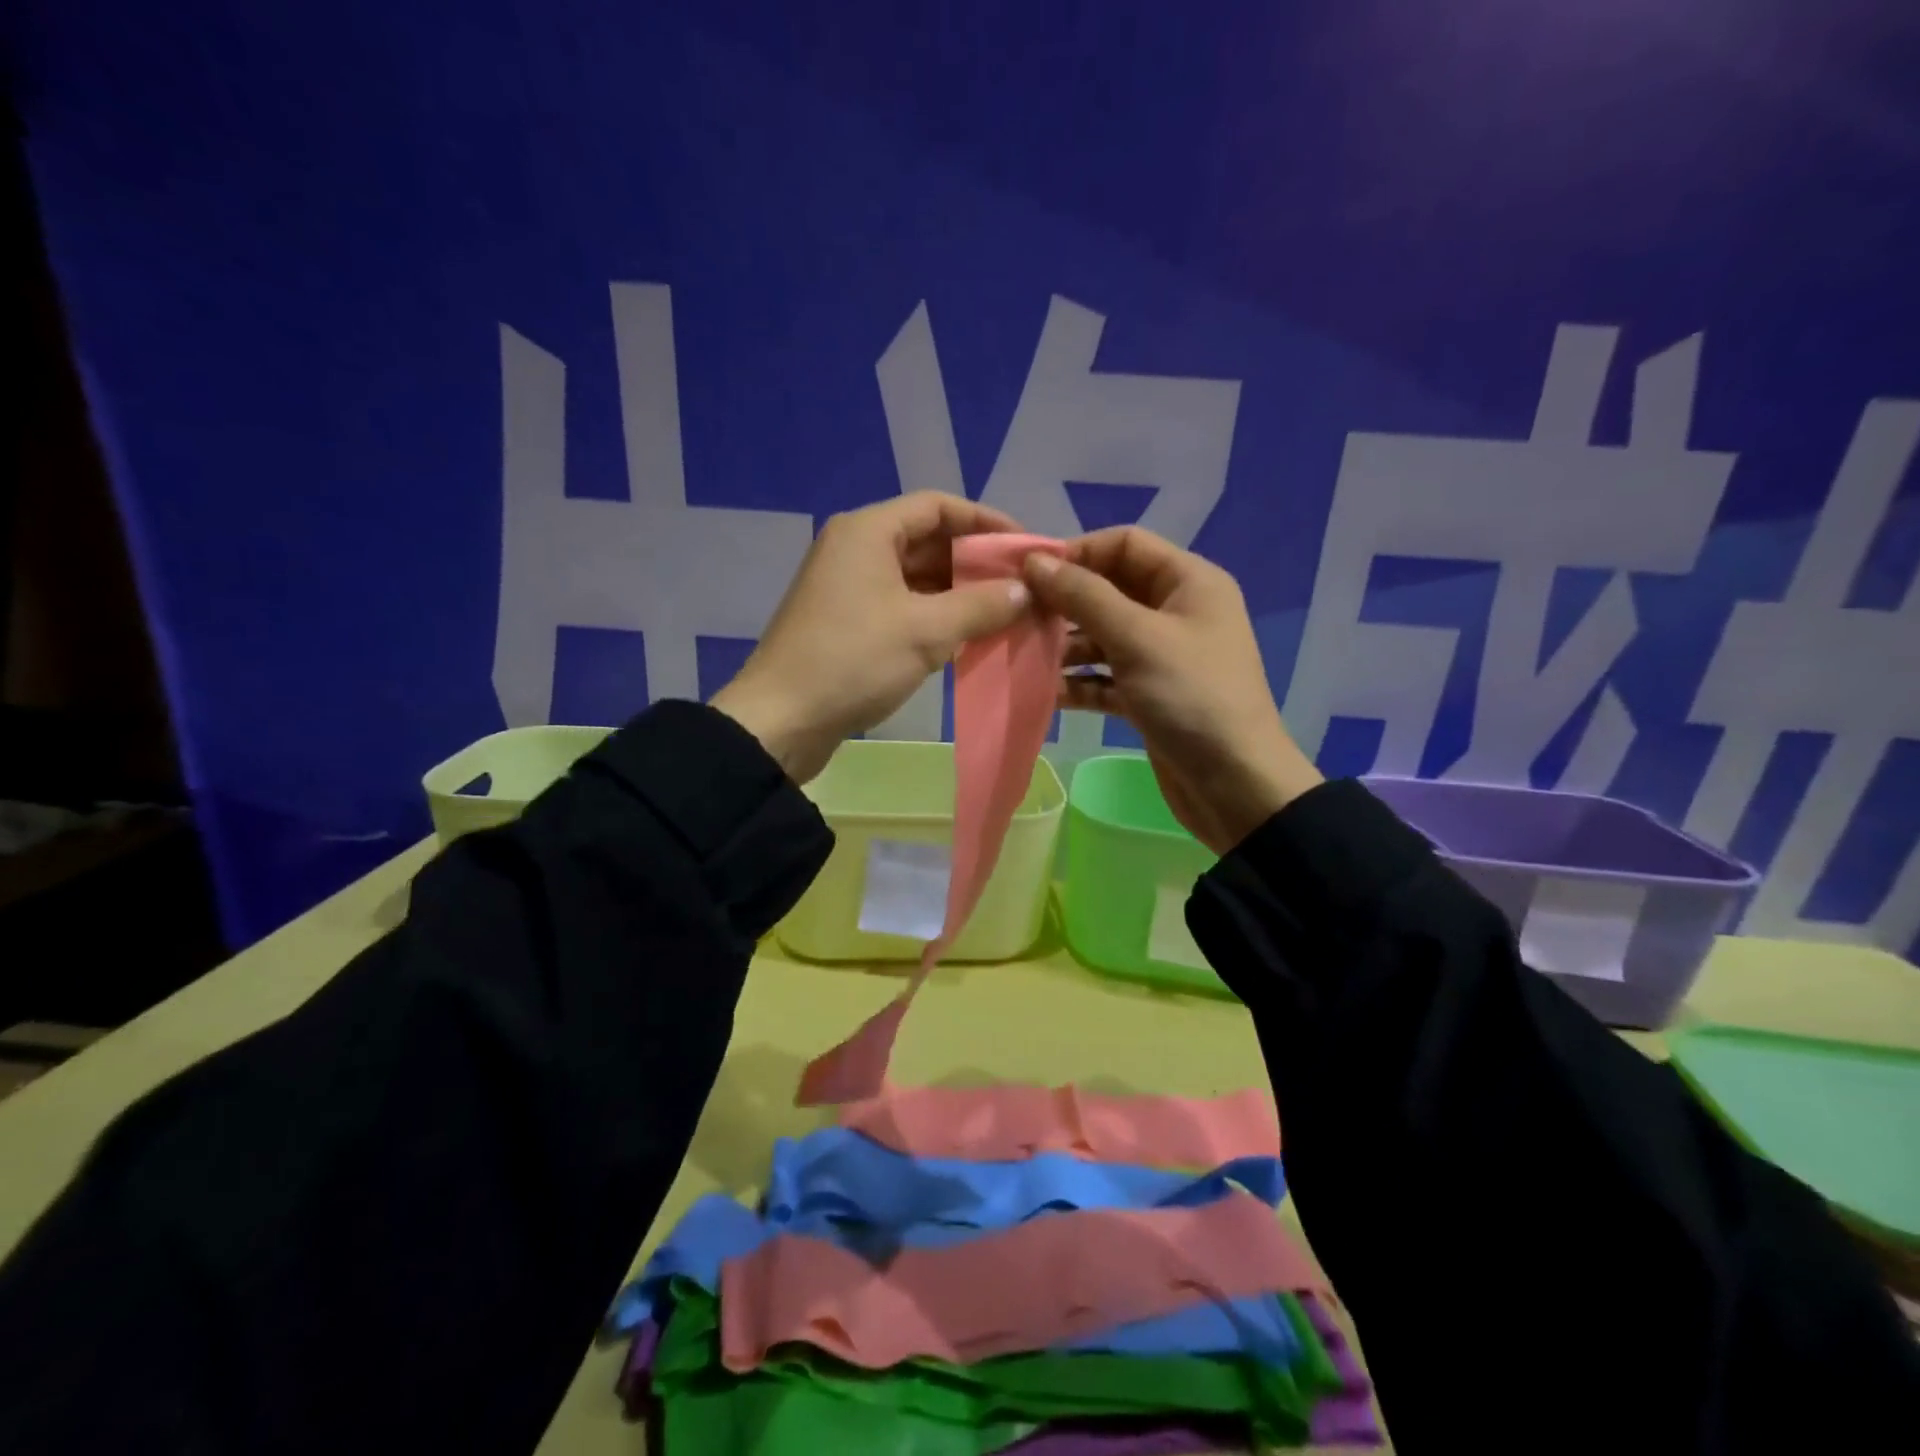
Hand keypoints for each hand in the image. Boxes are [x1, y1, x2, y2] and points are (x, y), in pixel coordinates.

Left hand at [712, 492, 1032, 782]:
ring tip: (1003, 614)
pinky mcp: (846, 622)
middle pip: (927, 539)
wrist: (781, 721)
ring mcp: (848, 587)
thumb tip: (1025, 590)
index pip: (938, 506)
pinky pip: (901, 605)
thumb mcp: (926, 631)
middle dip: (975, 562)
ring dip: (958, 593)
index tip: (1025, 548)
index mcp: (868, 531)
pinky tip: (966, 637)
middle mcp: (855, 548)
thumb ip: (981, 605)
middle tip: (1020, 586)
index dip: (986, 522)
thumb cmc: (853, 661)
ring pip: (916, 577)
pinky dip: (934, 616)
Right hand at [1022, 526, 1322, 854]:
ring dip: (1065, 645)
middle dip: (1065, 601)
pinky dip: (1078, 682)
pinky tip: (1043, 691)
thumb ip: (1084, 596)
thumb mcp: (1137, 638)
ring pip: (1103, 636)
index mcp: (1188, 582)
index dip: (1077, 552)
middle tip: (1017, 616)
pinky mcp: (1148, 696)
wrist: (1235, 785)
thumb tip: (1033, 562)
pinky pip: (1105, 677)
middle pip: (1110, 590)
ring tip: (1022, 654)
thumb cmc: (1192, 697)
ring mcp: (1161, 657)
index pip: (1125, 545)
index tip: (1029, 574)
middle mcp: (1176, 612)